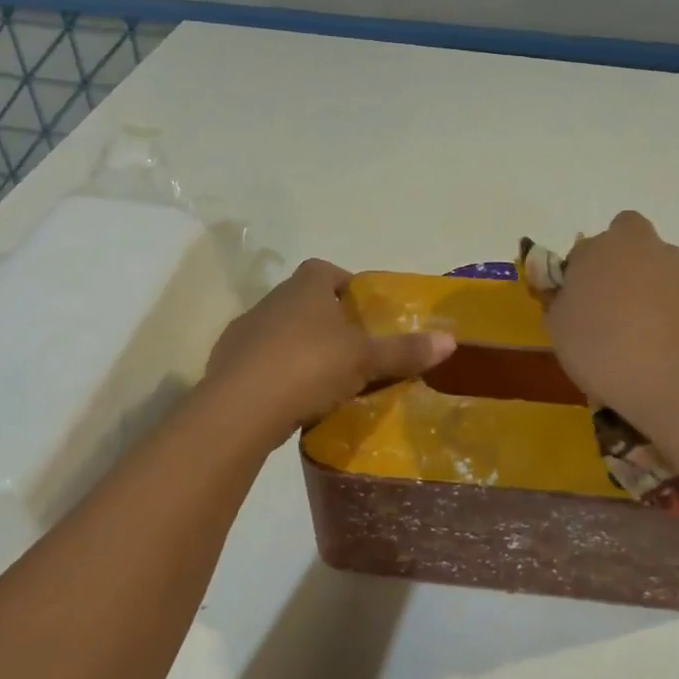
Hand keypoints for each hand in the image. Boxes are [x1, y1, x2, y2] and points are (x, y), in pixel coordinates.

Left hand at [204, 258, 455, 442]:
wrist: (241, 408)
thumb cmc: (309, 367)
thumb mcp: (365, 360)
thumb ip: (405, 351)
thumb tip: (451, 340)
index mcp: (304, 289)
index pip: (324, 270)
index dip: (344, 283)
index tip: (362, 308)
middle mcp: (271, 302)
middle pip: (302, 301)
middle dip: (326, 319)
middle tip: (352, 347)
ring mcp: (244, 332)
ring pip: (279, 331)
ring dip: (300, 346)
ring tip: (325, 377)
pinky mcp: (226, 365)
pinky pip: (260, 361)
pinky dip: (277, 373)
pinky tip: (293, 398)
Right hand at [543, 211, 678, 437]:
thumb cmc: (607, 352)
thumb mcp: (560, 331)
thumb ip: (562, 302)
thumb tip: (571, 295)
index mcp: (605, 248)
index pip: (586, 249)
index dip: (581, 274)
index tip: (579, 305)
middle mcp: (650, 249)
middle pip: (632, 248)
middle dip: (622, 272)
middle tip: (612, 315)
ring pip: (663, 275)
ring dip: (652, 298)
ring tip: (643, 347)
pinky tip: (670, 357)